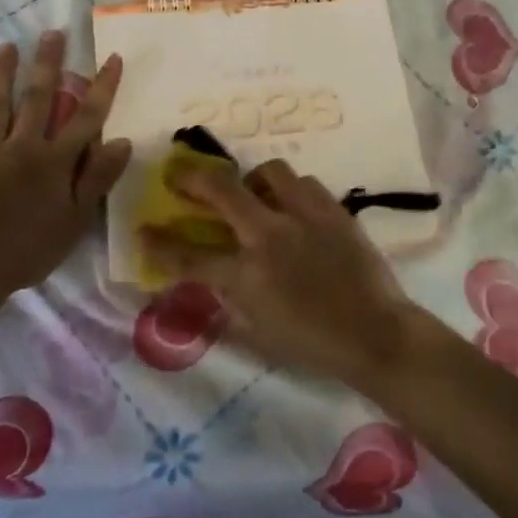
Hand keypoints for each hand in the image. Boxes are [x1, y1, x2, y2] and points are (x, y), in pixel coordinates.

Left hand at [0, 32, 129, 294]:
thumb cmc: (31, 247)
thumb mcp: (77, 219)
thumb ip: (98, 178)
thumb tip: (121, 141)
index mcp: (56, 160)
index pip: (86, 117)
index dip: (102, 87)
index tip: (112, 57)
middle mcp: (23, 145)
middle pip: (38, 98)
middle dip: (48, 64)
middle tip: (53, 33)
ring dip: (2, 74)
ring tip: (6, 47)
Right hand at [144, 159, 423, 388]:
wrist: (375, 334)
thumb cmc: (314, 344)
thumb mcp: (259, 331)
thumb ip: (231, 298)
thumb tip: (212, 275)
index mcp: (247, 276)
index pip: (189, 256)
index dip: (159, 244)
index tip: (142, 231)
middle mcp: (270, 236)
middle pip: (221, 190)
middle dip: (192, 179)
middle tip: (179, 175)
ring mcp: (304, 217)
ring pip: (269, 172)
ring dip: (253, 181)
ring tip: (255, 194)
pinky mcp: (333, 209)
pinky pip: (304, 183)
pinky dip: (291, 191)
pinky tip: (293, 206)